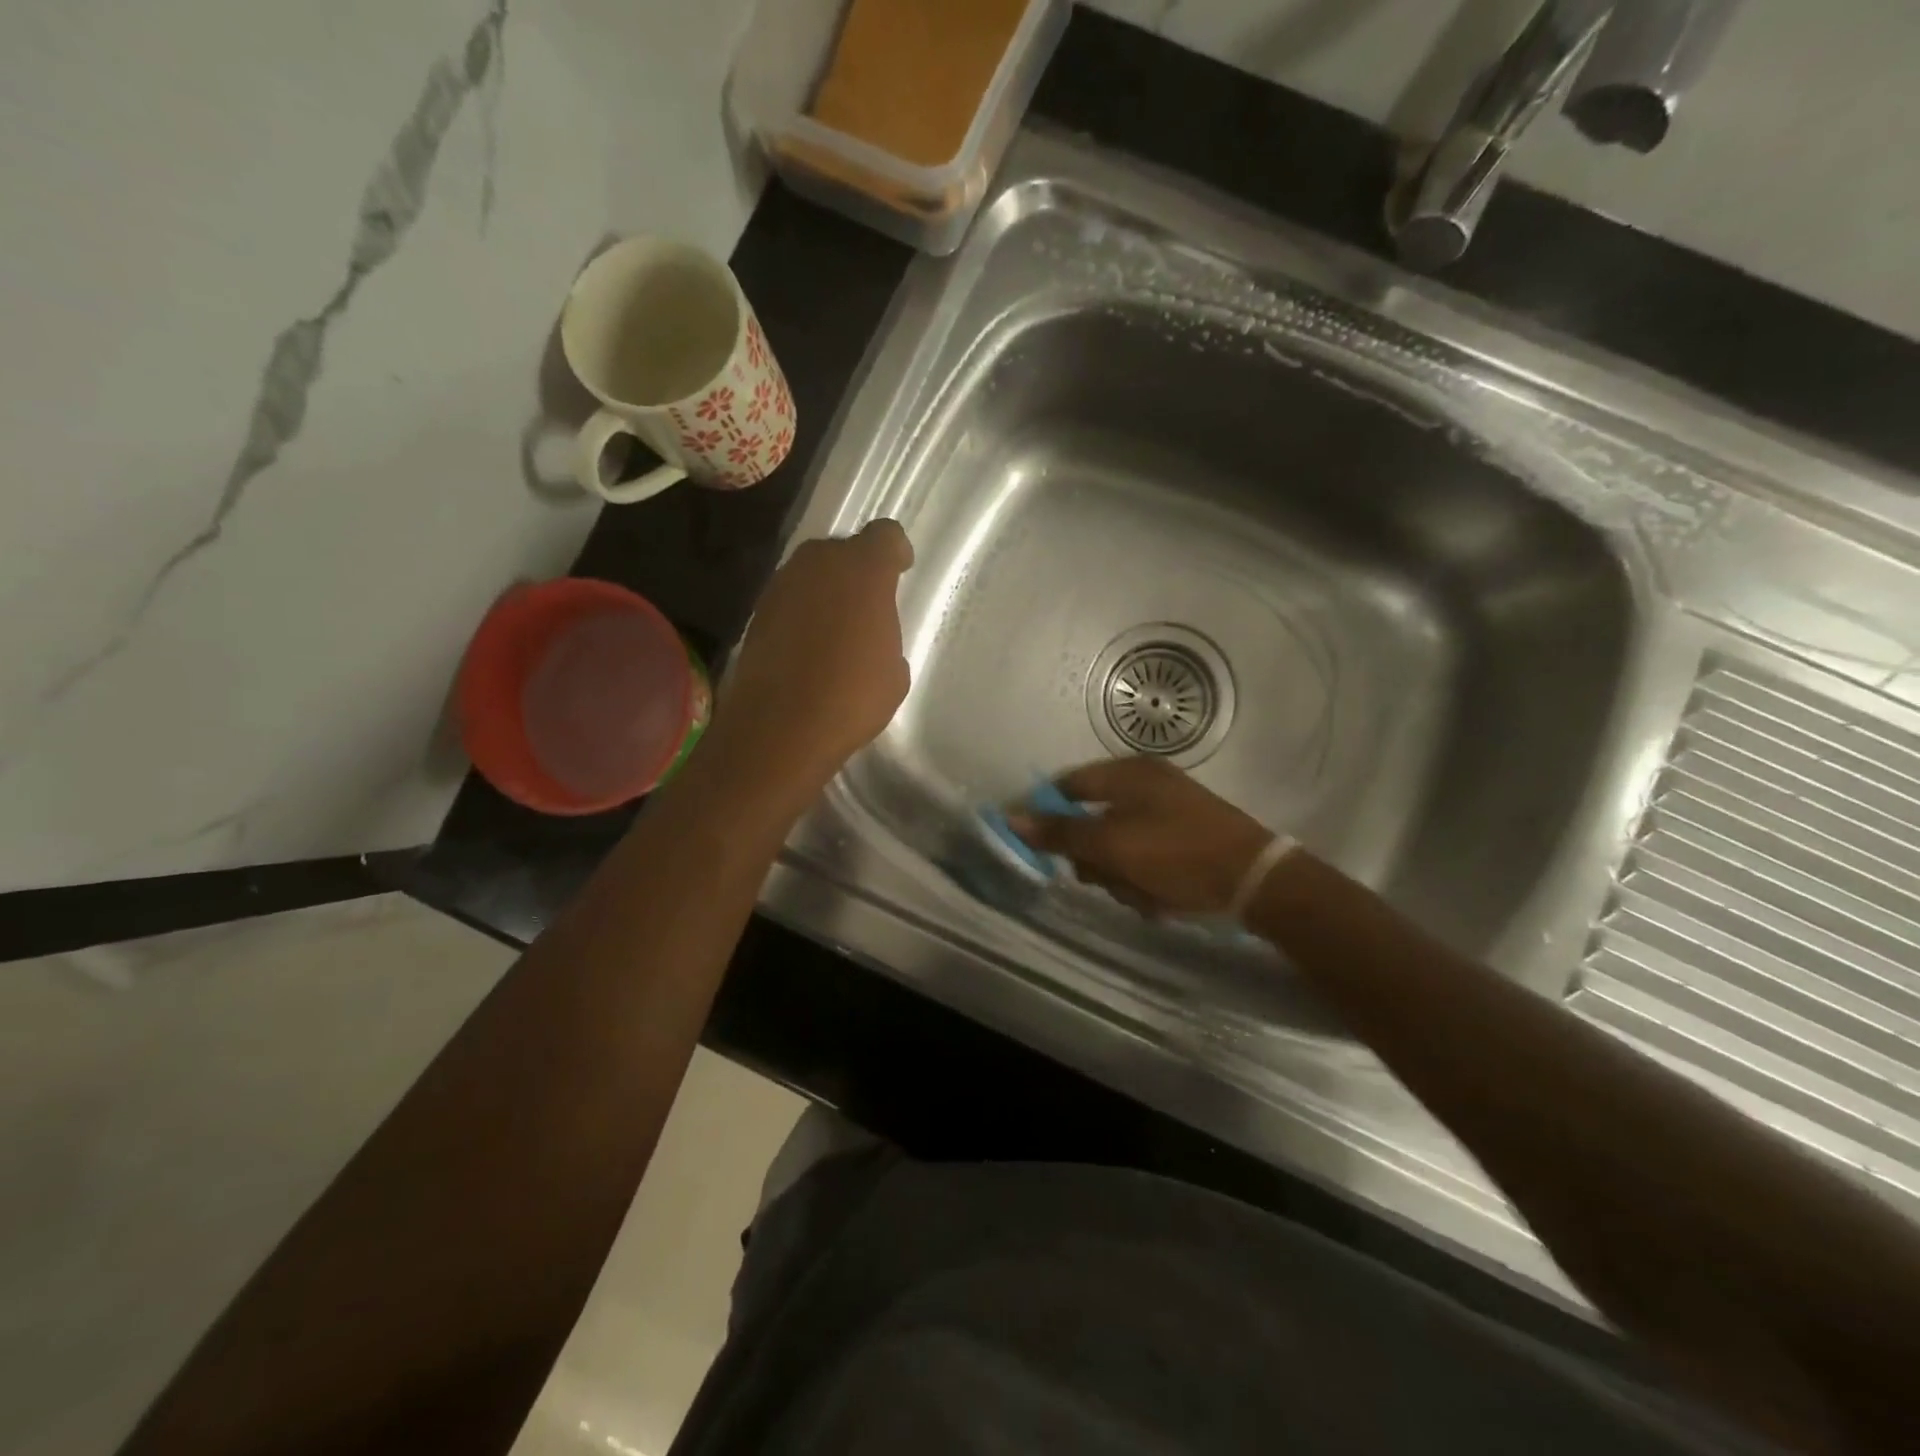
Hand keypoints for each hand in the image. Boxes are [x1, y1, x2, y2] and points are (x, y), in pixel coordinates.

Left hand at [704, 520, 913, 807]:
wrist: (780, 727)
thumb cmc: (852, 697)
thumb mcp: (894, 671)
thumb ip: (885, 636)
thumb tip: (869, 639)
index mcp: (864, 570)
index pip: (886, 535)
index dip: (896, 552)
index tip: (900, 571)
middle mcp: (819, 563)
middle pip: (843, 550)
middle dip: (856, 571)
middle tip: (867, 605)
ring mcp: (782, 585)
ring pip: (812, 574)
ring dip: (826, 592)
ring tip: (836, 630)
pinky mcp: (756, 612)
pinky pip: (790, 600)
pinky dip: (801, 614)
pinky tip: (808, 648)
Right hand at [1008, 757, 1274, 917]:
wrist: (1257, 883)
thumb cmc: (1178, 855)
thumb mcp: (1112, 845)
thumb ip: (1060, 832)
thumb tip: (1010, 816)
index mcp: (1128, 773)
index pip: (1067, 785)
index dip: (1047, 814)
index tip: (1038, 847)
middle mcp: (1145, 785)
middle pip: (1091, 822)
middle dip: (1095, 859)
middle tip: (1108, 878)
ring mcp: (1168, 811)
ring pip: (1116, 848)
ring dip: (1120, 876)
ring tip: (1143, 893)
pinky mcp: (1184, 838)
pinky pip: (1144, 859)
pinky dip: (1145, 881)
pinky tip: (1162, 898)